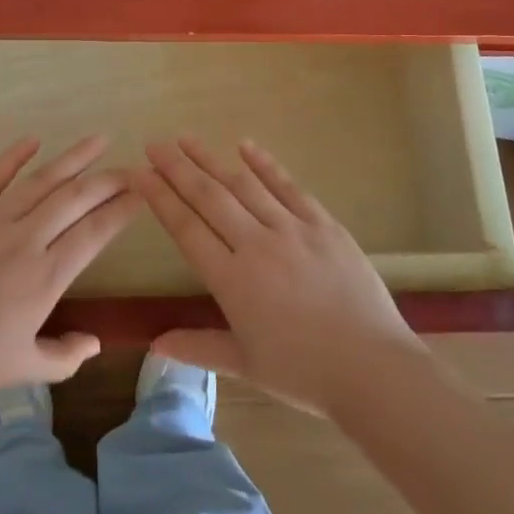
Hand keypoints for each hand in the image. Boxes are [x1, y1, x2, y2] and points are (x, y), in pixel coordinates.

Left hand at [0, 136, 138, 425]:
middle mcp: (24, 241)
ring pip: (41, 181)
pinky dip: (12, 156)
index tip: (142, 193)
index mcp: (44, 279)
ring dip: (73, 158)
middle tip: (129, 168)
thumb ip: (65, 357)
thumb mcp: (22, 370)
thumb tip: (95, 341)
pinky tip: (33, 139)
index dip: (122, 210)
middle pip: (75, 199)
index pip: (95, 233)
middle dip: (107, 180)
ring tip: (98, 139)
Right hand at [134, 138, 419, 414]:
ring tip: (187, 139)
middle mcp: (256, 245)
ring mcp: (292, 230)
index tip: (139, 173)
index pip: (186, 228)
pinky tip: (245, 145)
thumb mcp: (246, 365)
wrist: (373, 370)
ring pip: (243, 185)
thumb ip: (198, 347)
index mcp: (232, 281)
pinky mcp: (323, 224)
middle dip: (177, 168)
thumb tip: (154, 345)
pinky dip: (265, 165)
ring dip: (211, 160)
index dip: (160, 198)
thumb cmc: (305, 374)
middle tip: (154, 143)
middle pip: (209, 197)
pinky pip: (288, 187)